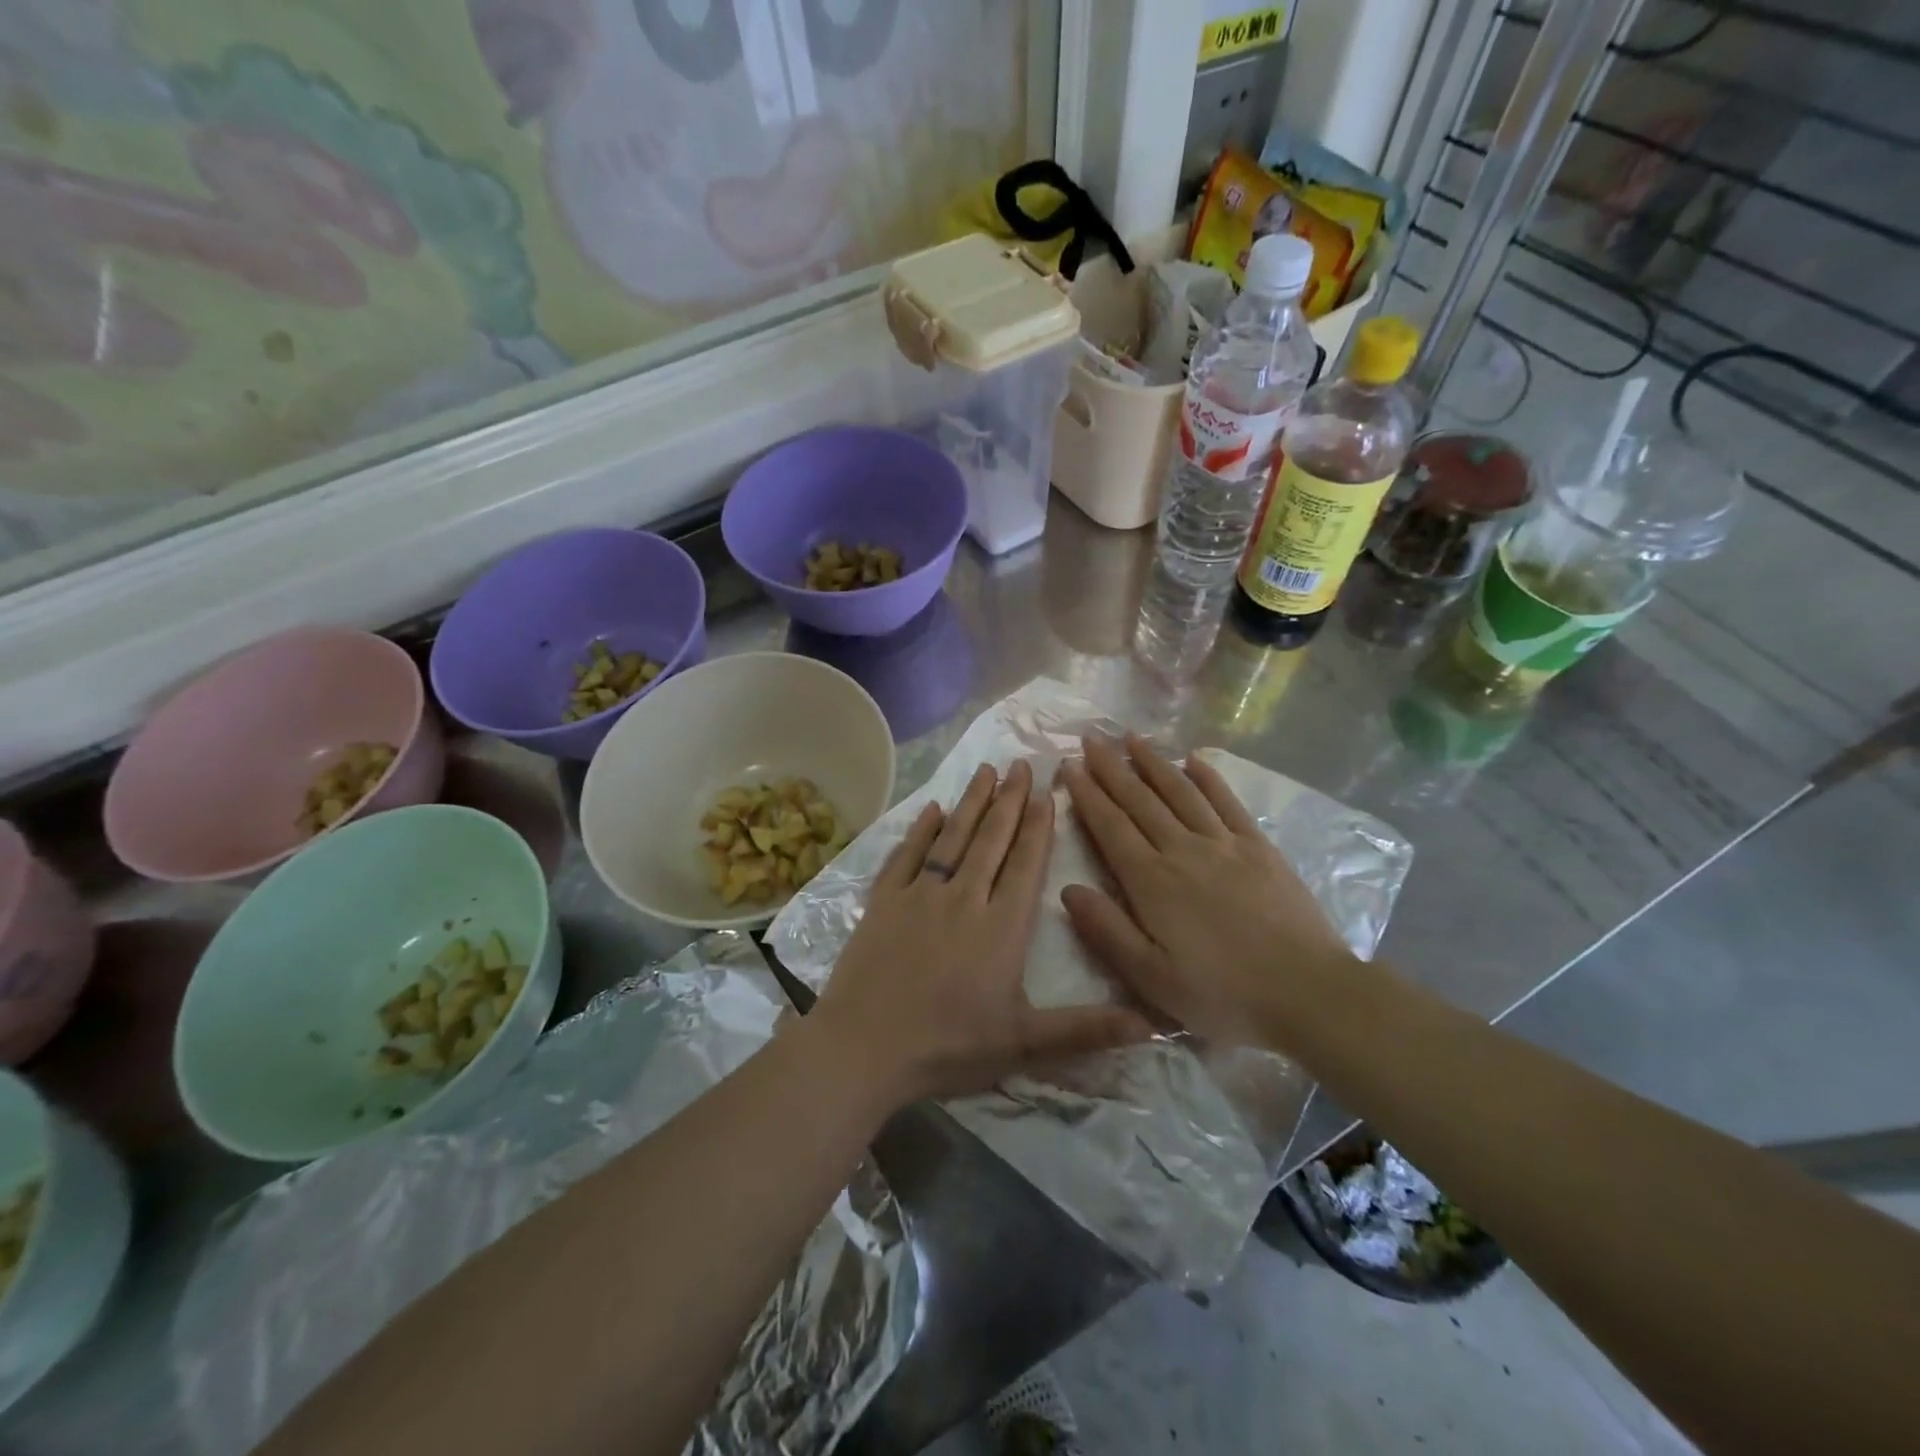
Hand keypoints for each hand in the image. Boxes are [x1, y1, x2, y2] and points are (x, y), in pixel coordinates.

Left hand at [812, 760, 1152, 1104]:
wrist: (864, 1047)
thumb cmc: (948, 1046)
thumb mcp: (1024, 1044)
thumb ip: (1085, 1029)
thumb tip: (1151, 1023)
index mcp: (1001, 927)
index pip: (1025, 864)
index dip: (1038, 826)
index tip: (1047, 791)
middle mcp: (963, 898)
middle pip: (991, 839)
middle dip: (1009, 800)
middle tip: (1021, 764)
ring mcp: (919, 895)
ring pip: (952, 838)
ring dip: (971, 803)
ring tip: (986, 770)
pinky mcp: (883, 901)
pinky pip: (906, 855)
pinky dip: (919, 830)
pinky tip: (930, 809)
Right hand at [1058, 735, 1356, 1046]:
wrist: (1309, 993)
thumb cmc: (1222, 994)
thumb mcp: (1152, 978)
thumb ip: (1107, 931)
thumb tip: (1068, 888)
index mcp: (1152, 881)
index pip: (1110, 826)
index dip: (1088, 794)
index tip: (1070, 765)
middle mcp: (1183, 850)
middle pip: (1140, 800)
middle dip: (1112, 768)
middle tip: (1091, 739)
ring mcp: (1224, 844)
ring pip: (1180, 792)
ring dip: (1153, 762)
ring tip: (1131, 738)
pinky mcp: (1259, 847)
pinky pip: (1227, 802)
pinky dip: (1208, 778)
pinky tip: (1194, 760)